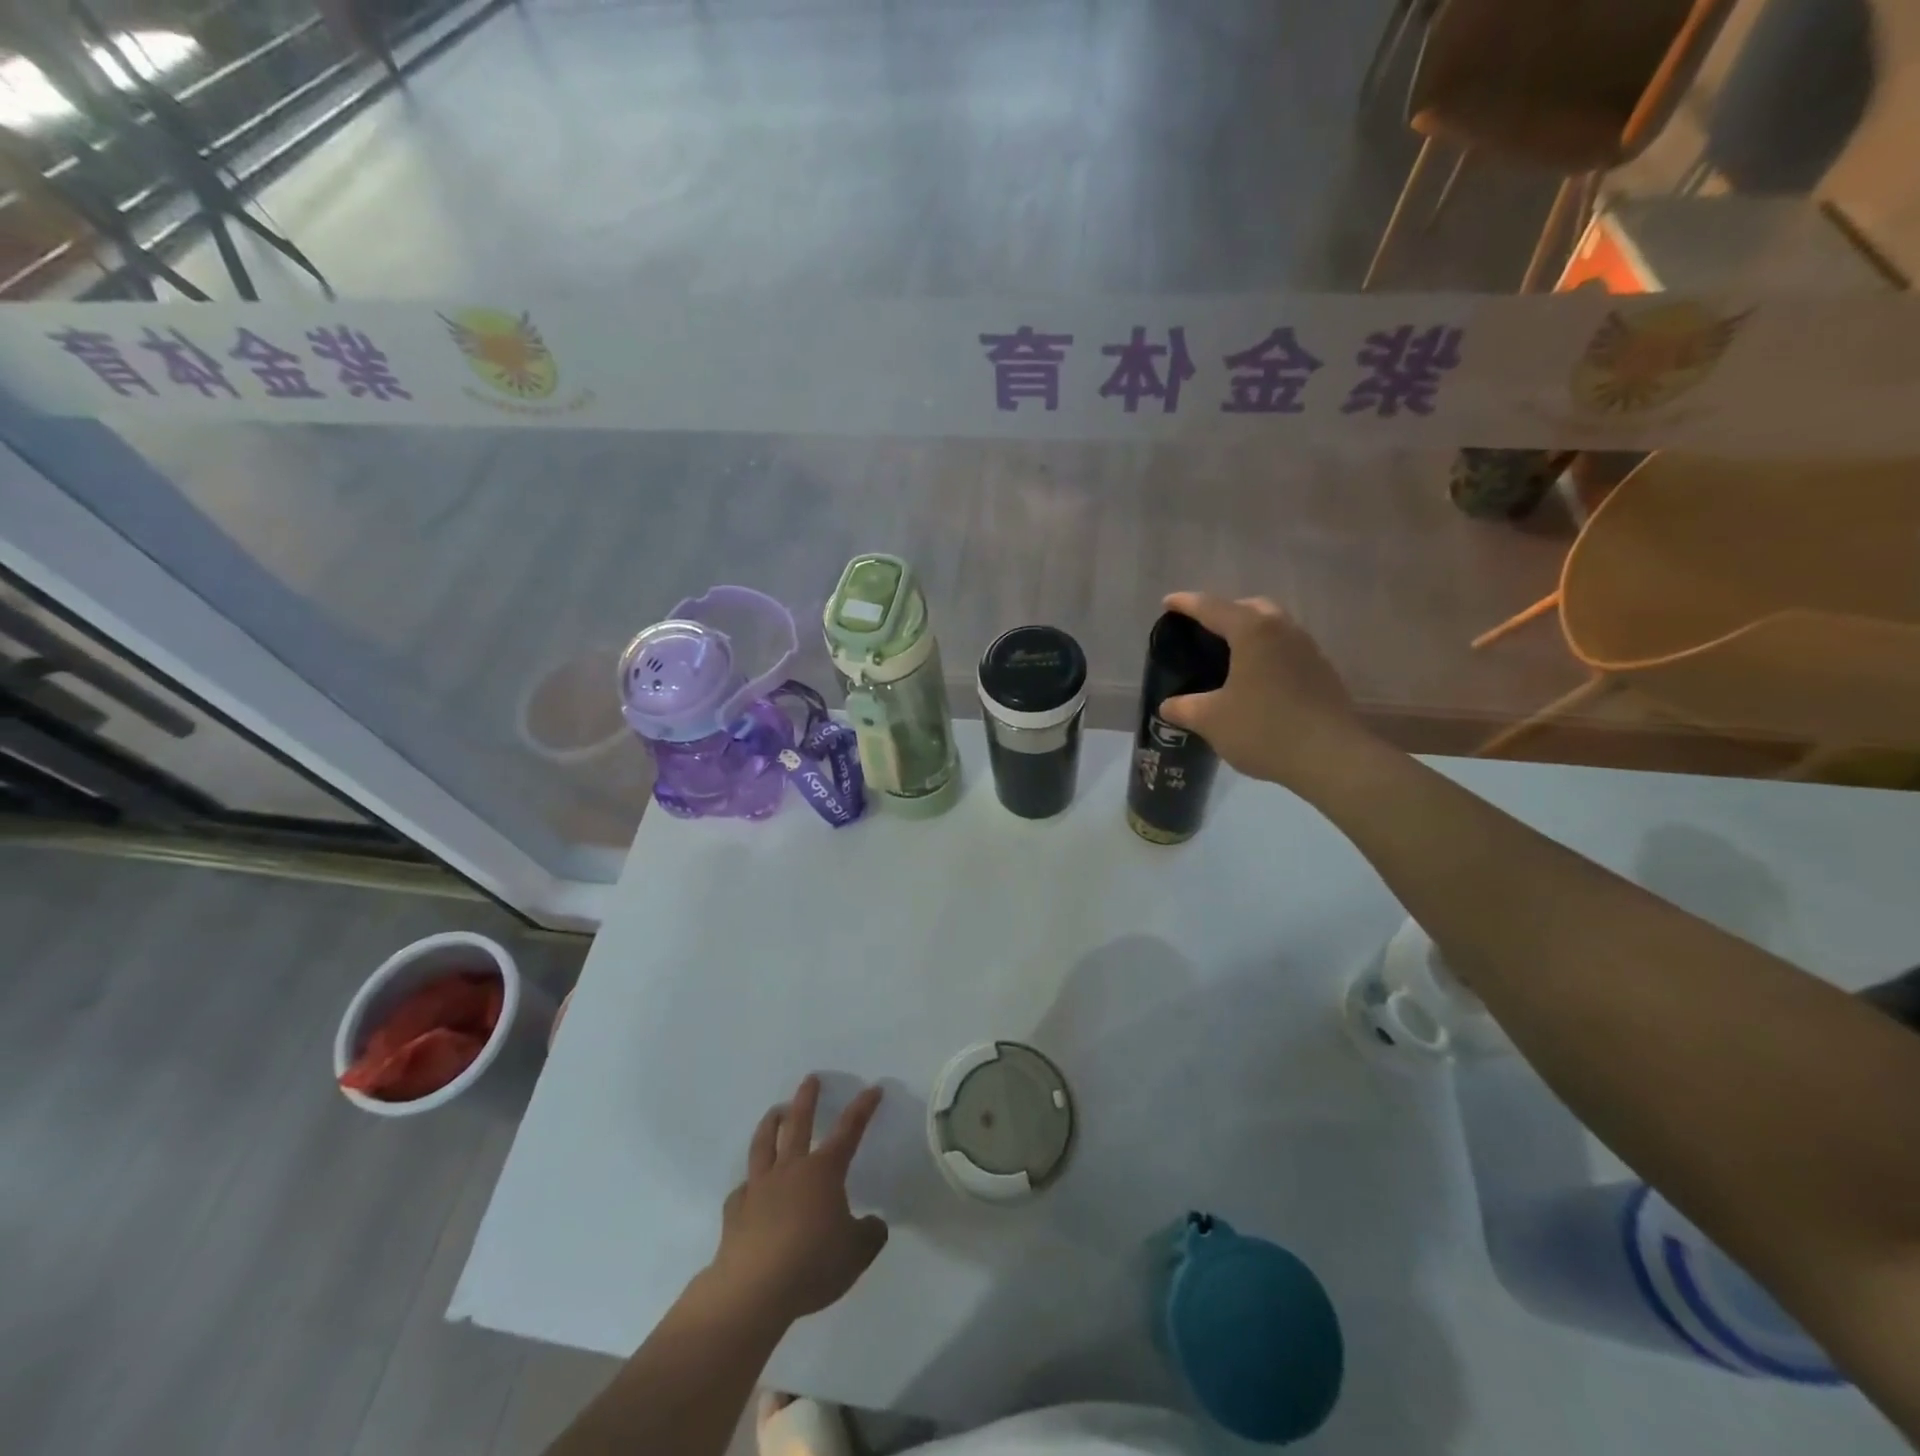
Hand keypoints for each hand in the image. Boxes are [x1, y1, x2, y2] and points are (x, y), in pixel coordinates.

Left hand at [702, 1075, 887, 1325]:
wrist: (753, 1290)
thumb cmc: (812, 1264)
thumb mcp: (857, 1253)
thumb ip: (869, 1234)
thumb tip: (874, 1224)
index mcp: (824, 1172)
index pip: (848, 1131)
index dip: (862, 1109)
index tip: (872, 1088)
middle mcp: (791, 1169)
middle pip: (799, 1123)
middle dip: (807, 1099)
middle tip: (810, 1079)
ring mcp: (760, 1188)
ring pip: (764, 1144)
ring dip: (771, 1123)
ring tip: (776, 1111)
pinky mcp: (736, 1211)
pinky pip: (743, 1190)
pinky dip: (749, 1185)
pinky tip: (749, 1190)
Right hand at [1157, 592, 1368, 787]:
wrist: (1331, 757)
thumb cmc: (1263, 728)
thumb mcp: (1211, 720)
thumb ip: (1184, 707)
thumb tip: (1168, 705)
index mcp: (1252, 631)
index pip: (1212, 607)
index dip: (1186, 604)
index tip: (1168, 603)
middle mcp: (1283, 630)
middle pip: (1250, 608)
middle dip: (1224, 612)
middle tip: (1203, 629)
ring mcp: (1308, 650)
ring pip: (1273, 627)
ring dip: (1249, 633)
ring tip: (1228, 655)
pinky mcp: (1322, 672)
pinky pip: (1286, 650)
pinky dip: (1266, 654)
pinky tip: (1255, 680)